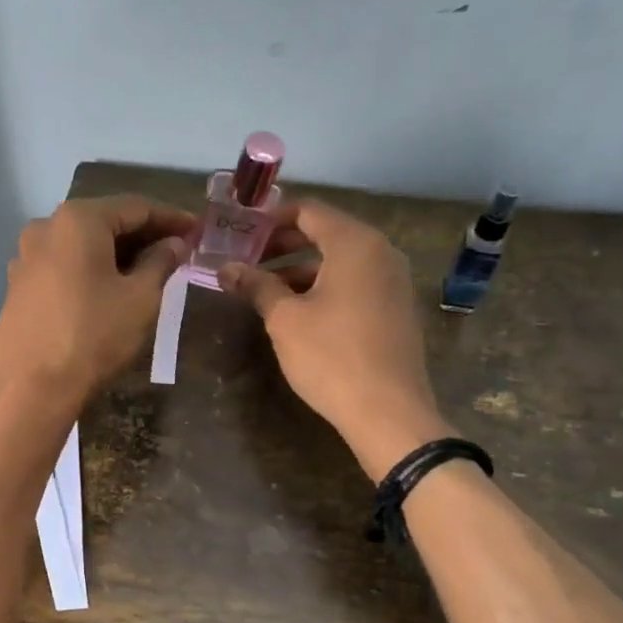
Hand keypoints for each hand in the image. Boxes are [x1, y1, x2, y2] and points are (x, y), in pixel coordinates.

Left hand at [0, 194, 195, 422]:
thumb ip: (161, 262)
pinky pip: (64, 267)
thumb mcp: (140, 298)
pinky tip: (110, 289)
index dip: (171, 218)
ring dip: (117, 253)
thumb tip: (174, 243)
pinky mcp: (18, 286)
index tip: (198, 229)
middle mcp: (46, 227)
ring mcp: (26, 257)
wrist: (32, 388)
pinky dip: (91, 270)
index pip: (136, 207)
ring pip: (82, 245)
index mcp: (78, 219)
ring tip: (148, 270)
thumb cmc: (94, 336)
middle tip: (178, 249)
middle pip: (105, 222)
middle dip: (143, 235)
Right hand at [221, 201, 449, 478]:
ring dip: (301, 270)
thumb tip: (226, 269)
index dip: (271, 220)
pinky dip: (325, 288)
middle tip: (247, 262)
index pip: (308, 211)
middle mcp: (381, 253)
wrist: (387, 411)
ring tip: (265, 292)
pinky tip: (299, 313)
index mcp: (355, 243)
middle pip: (326, 233)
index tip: (241, 234)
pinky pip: (356, 284)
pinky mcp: (396, 310)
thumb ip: (256, 286)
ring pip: (340, 262)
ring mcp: (393, 282)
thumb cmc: (331, 356)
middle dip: (283, 246)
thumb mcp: (284, 319)